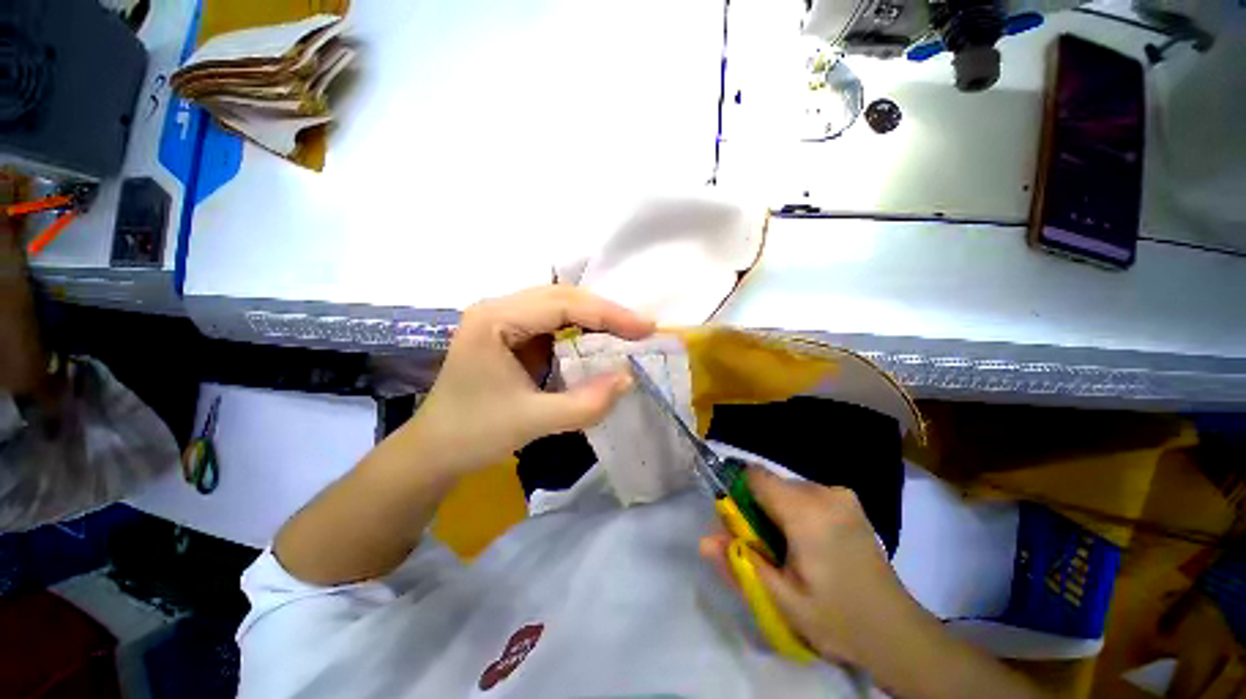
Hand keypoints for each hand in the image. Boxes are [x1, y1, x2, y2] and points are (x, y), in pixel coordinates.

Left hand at [408, 285, 653, 474]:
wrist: (435, 450)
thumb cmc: (474, 434)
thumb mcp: (533, 422)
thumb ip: (585, 404)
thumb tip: (628, 378)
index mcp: (494, 320)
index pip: (561, 304)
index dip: (608, 314)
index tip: (645, 327)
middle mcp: (497, 308)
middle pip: (561, 296)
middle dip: (604, 312)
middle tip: (640, 329)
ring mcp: (502, 318)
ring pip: (559, 305)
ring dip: (594, 317)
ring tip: (625, 332)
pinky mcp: (510, 333)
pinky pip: (552, 321)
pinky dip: (581, 328)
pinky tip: (598, 340)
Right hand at [699, 468, 918, 665]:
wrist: (896, 633)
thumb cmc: (835, 619)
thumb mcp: (780, 600)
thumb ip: (739, 565)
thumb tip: (703, 541)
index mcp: (807, 512)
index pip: (755, 476)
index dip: (740, 494)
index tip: (742, 525)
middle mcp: (825, 492)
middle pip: (771, 483)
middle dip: (759, 508)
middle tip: (766, 547)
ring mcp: (842, 494)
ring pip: (788, 489)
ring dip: (778, 510)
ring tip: (790, 550)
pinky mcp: (850, 501)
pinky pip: (807, 494)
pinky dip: (797, 511)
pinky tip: (809, 544)